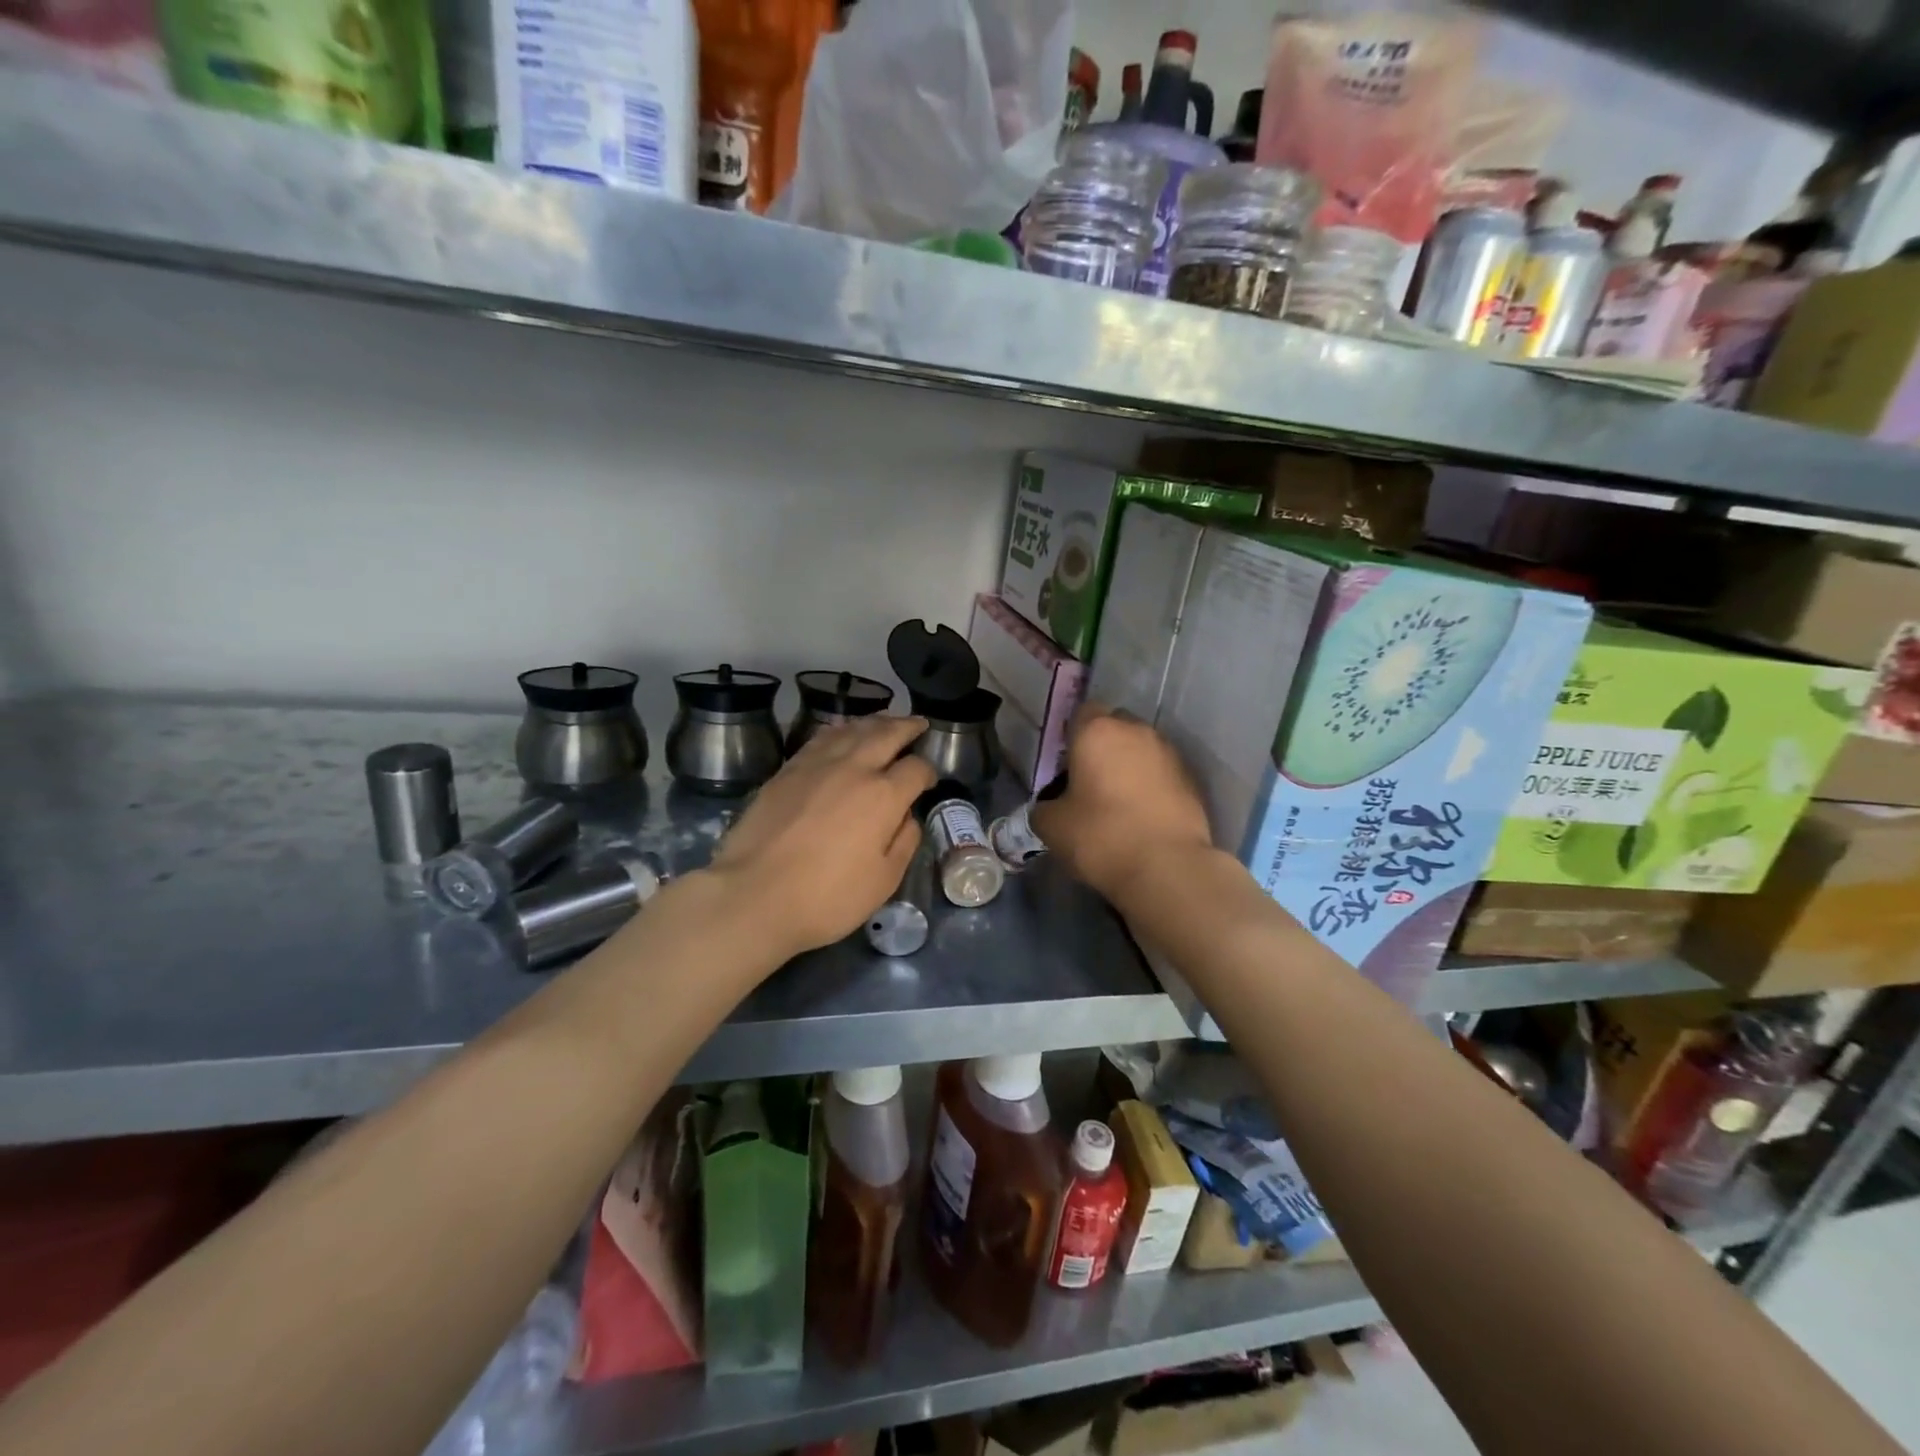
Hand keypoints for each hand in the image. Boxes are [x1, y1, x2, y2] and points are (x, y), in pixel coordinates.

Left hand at [708, 715, 936, 962]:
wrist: (754, 895)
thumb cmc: (827, 897)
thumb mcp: (884, 881)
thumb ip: (904, 842)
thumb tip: (907, 817)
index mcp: (883, 796)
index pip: (915, 768)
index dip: (927, 771)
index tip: (928, 779)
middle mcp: (853, 768)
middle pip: (886, 734)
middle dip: (906, 726)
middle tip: (918, 723)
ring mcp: (816, 765)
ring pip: (851, 729)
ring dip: (874, 722)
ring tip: (885, 721)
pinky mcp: (787, 770)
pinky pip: (821, 738)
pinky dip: (840, 730)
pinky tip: (842, 734)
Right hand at [1030, 705, 1212, 902]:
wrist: (1167, 868)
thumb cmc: (1101, 836)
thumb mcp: (1052, 826)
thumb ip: (1044, 807)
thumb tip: (1049, 807)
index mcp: (1098, 731)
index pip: (1081, 713)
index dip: (1072, 736)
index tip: (1065, 766)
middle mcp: (1137, 731)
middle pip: (1115, 727)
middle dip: (1103, 747)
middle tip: (1090, 782)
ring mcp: (1169, 754)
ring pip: (1141, 749)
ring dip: (1129, 766)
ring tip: (1118, 803)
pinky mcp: (1192, 780)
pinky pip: (1162, 773)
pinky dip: (1151, 786)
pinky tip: (1142, 817)